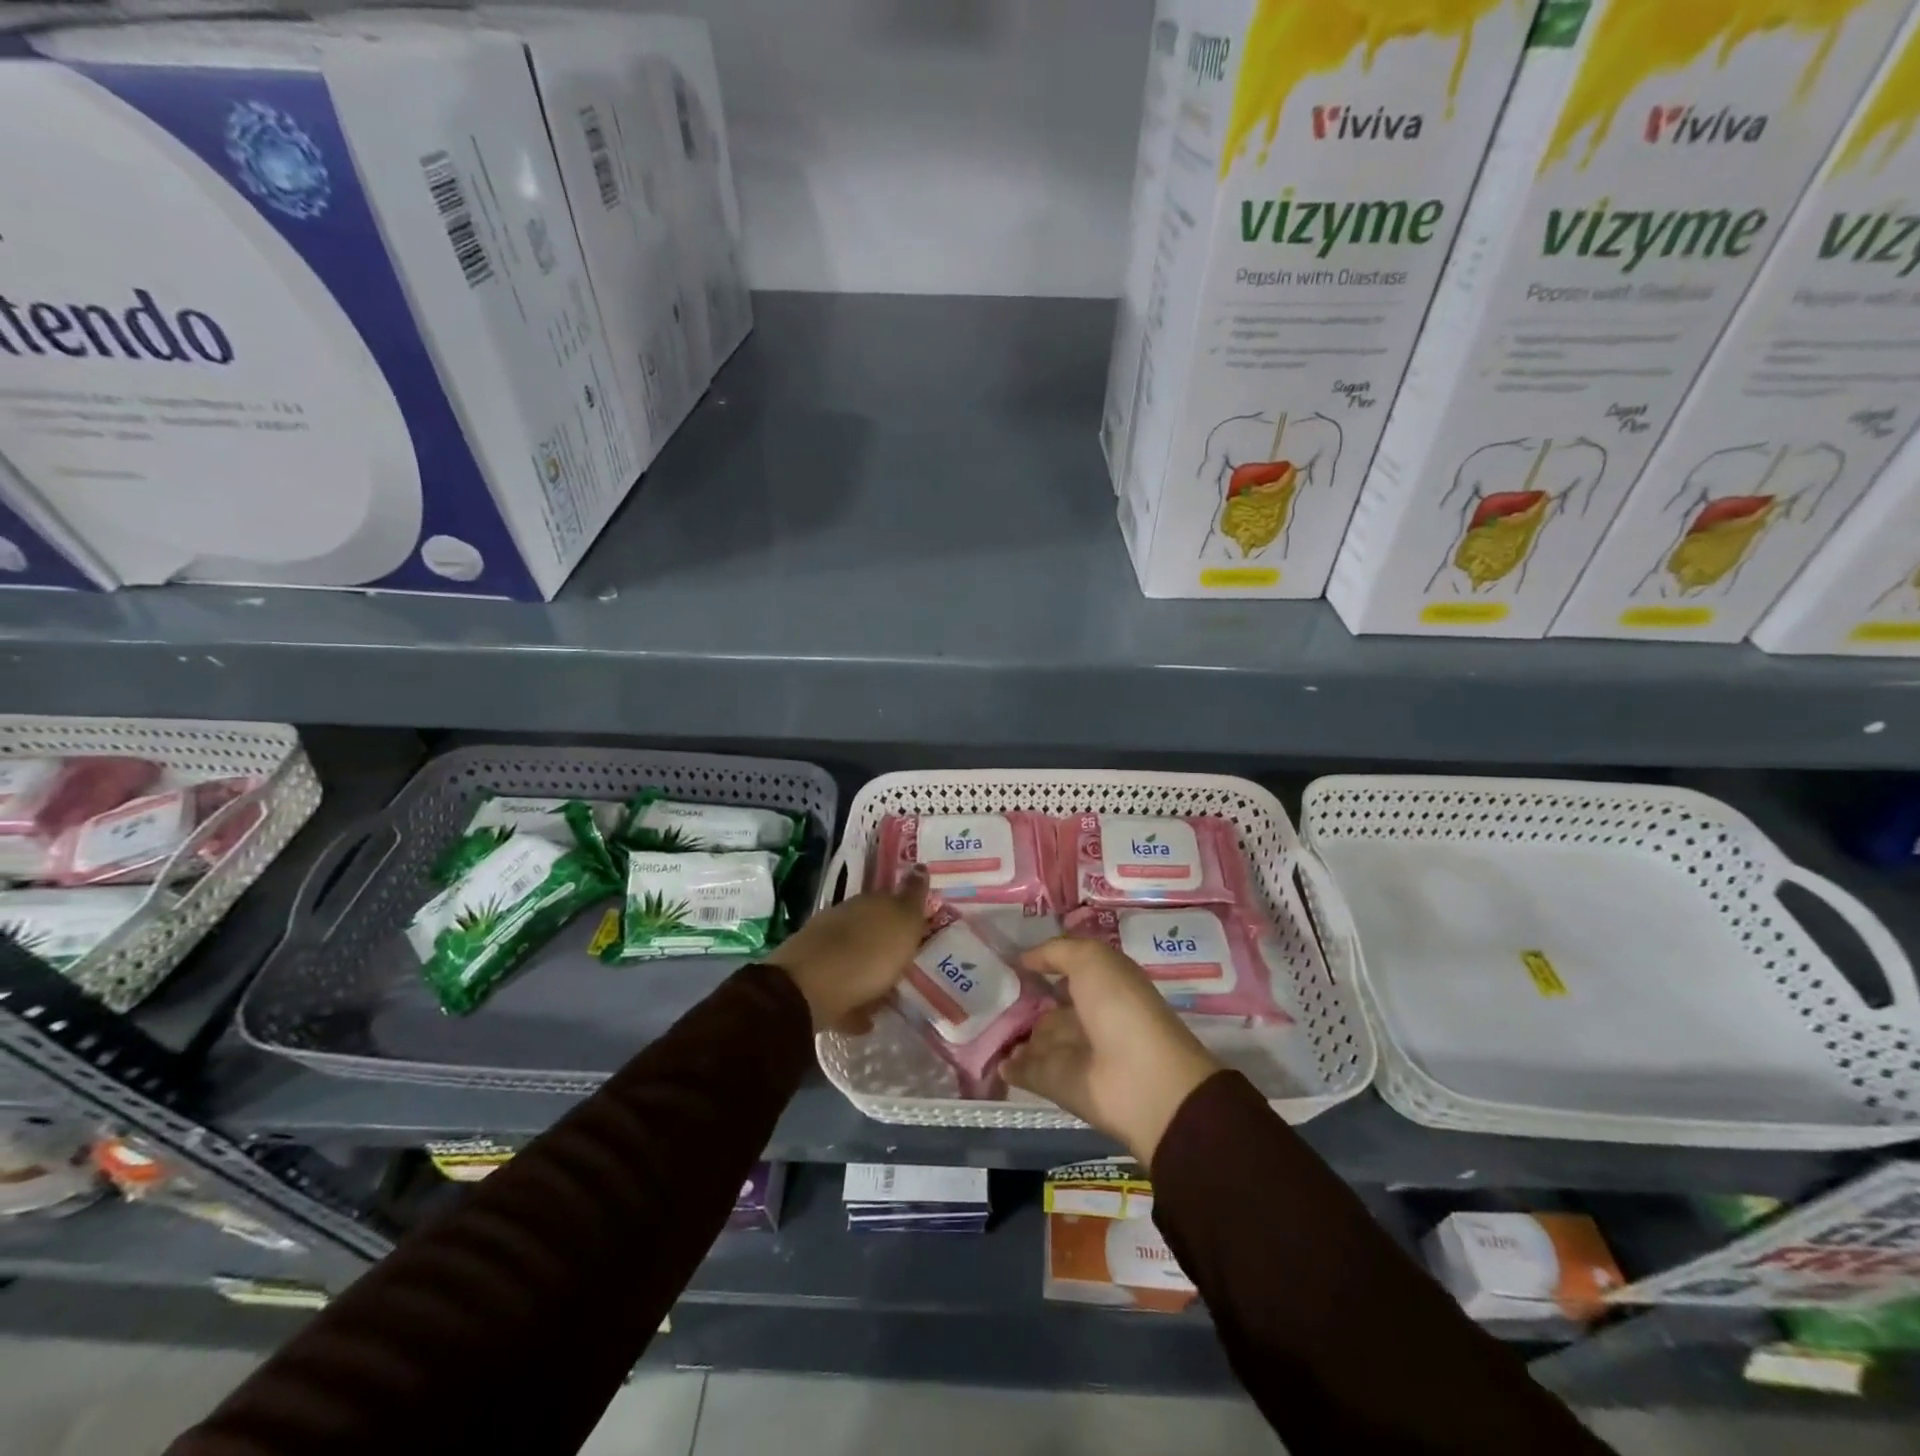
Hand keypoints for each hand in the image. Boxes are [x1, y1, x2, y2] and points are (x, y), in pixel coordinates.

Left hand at [766, 868, 927, 1031]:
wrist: (805, 990)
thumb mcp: (902, 922)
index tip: (920, 925)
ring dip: (870, 971)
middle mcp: (843, 919)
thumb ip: (912, 897)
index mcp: (867, 903)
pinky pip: (841, 990)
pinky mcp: (811, 981)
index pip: (891, 898)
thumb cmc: (866, 954)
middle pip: (870, 928)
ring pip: (855, 957)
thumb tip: (919, 866)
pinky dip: (854, 1001)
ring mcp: (823, 949)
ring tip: (891, 994)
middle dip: (886, 941)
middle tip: (908, 959)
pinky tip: (867, 1018)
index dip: (906, 911)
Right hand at [1002, 938, 1220, 1164]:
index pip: (1070, 972)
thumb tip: (1024, 959)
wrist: (1140, 1080)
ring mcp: (1072, 1052)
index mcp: (1104, 986)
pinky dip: (1010, 1065)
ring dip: (1014, 1034)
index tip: (1008, 960)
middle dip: (1023, 1002)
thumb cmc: (1120, 1007)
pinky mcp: (1056, 1083)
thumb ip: (1056, 952)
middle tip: (989, 993)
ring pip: (1037, 1038)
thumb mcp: (1091, 959)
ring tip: (981, 1022)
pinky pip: (1027, 1070)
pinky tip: (991, 1055)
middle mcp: (1089, 1017)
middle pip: (1050, 1008)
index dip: (1043, 965)